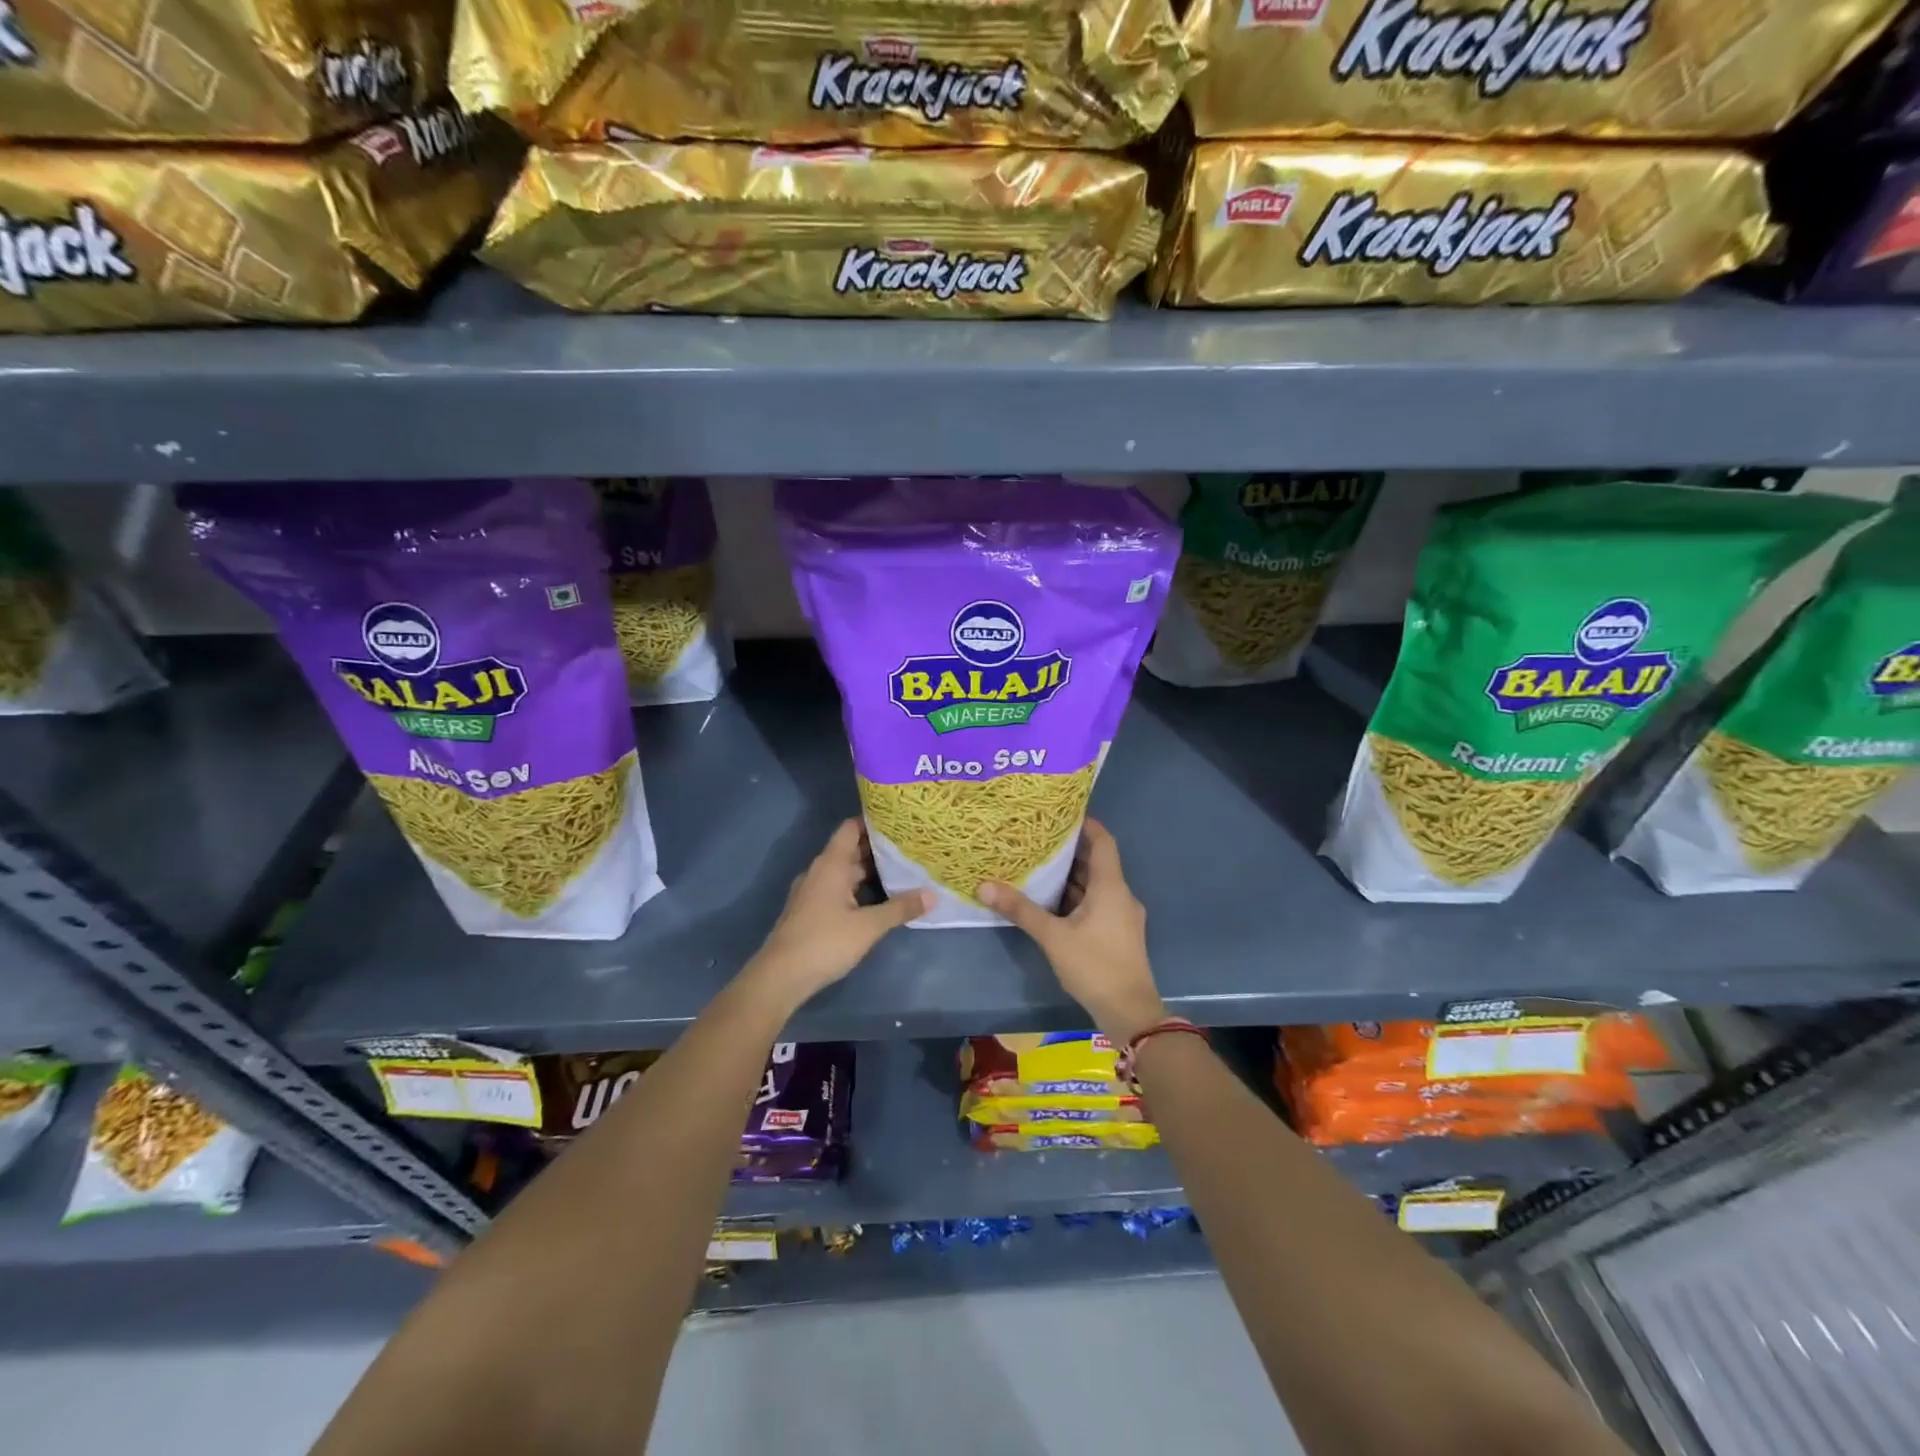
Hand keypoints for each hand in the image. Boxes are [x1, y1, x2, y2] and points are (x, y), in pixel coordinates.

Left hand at [747, 819, 929, 1009]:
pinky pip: (840, 889)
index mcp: (831, 864)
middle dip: (879, 848)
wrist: (780, 977)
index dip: (874, 821)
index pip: (851, 828)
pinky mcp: (812, 910)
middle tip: (912, 846)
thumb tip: (932, 895)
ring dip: (871, 871)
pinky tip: (880, 898)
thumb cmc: (825, 942)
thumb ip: (900, 908)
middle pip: (851, 850)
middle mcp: (820, 871)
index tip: (900, 821)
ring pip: (846, 872)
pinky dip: (860, 888)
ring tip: (903, 870)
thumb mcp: (869, 926)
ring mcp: (814, 891)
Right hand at [978, 819, 1167, 1044]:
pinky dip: (1076, 896)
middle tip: (1038, 837)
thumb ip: (1021, 909)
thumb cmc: (1094, 966)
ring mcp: (1122, 915)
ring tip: (1038, 864)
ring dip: (1071, 875)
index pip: (1103, 841)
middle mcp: (1120, 895)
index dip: (1086, 824)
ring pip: (1095, 885)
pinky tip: (1050, 900)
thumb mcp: (1053, 936)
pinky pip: (1096, 903)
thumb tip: (984, 885)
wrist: (1129, 1012)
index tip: (1060, 812)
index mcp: (1111, 886)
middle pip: (1097, 862)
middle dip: (1069, 849)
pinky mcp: (1117, 933)